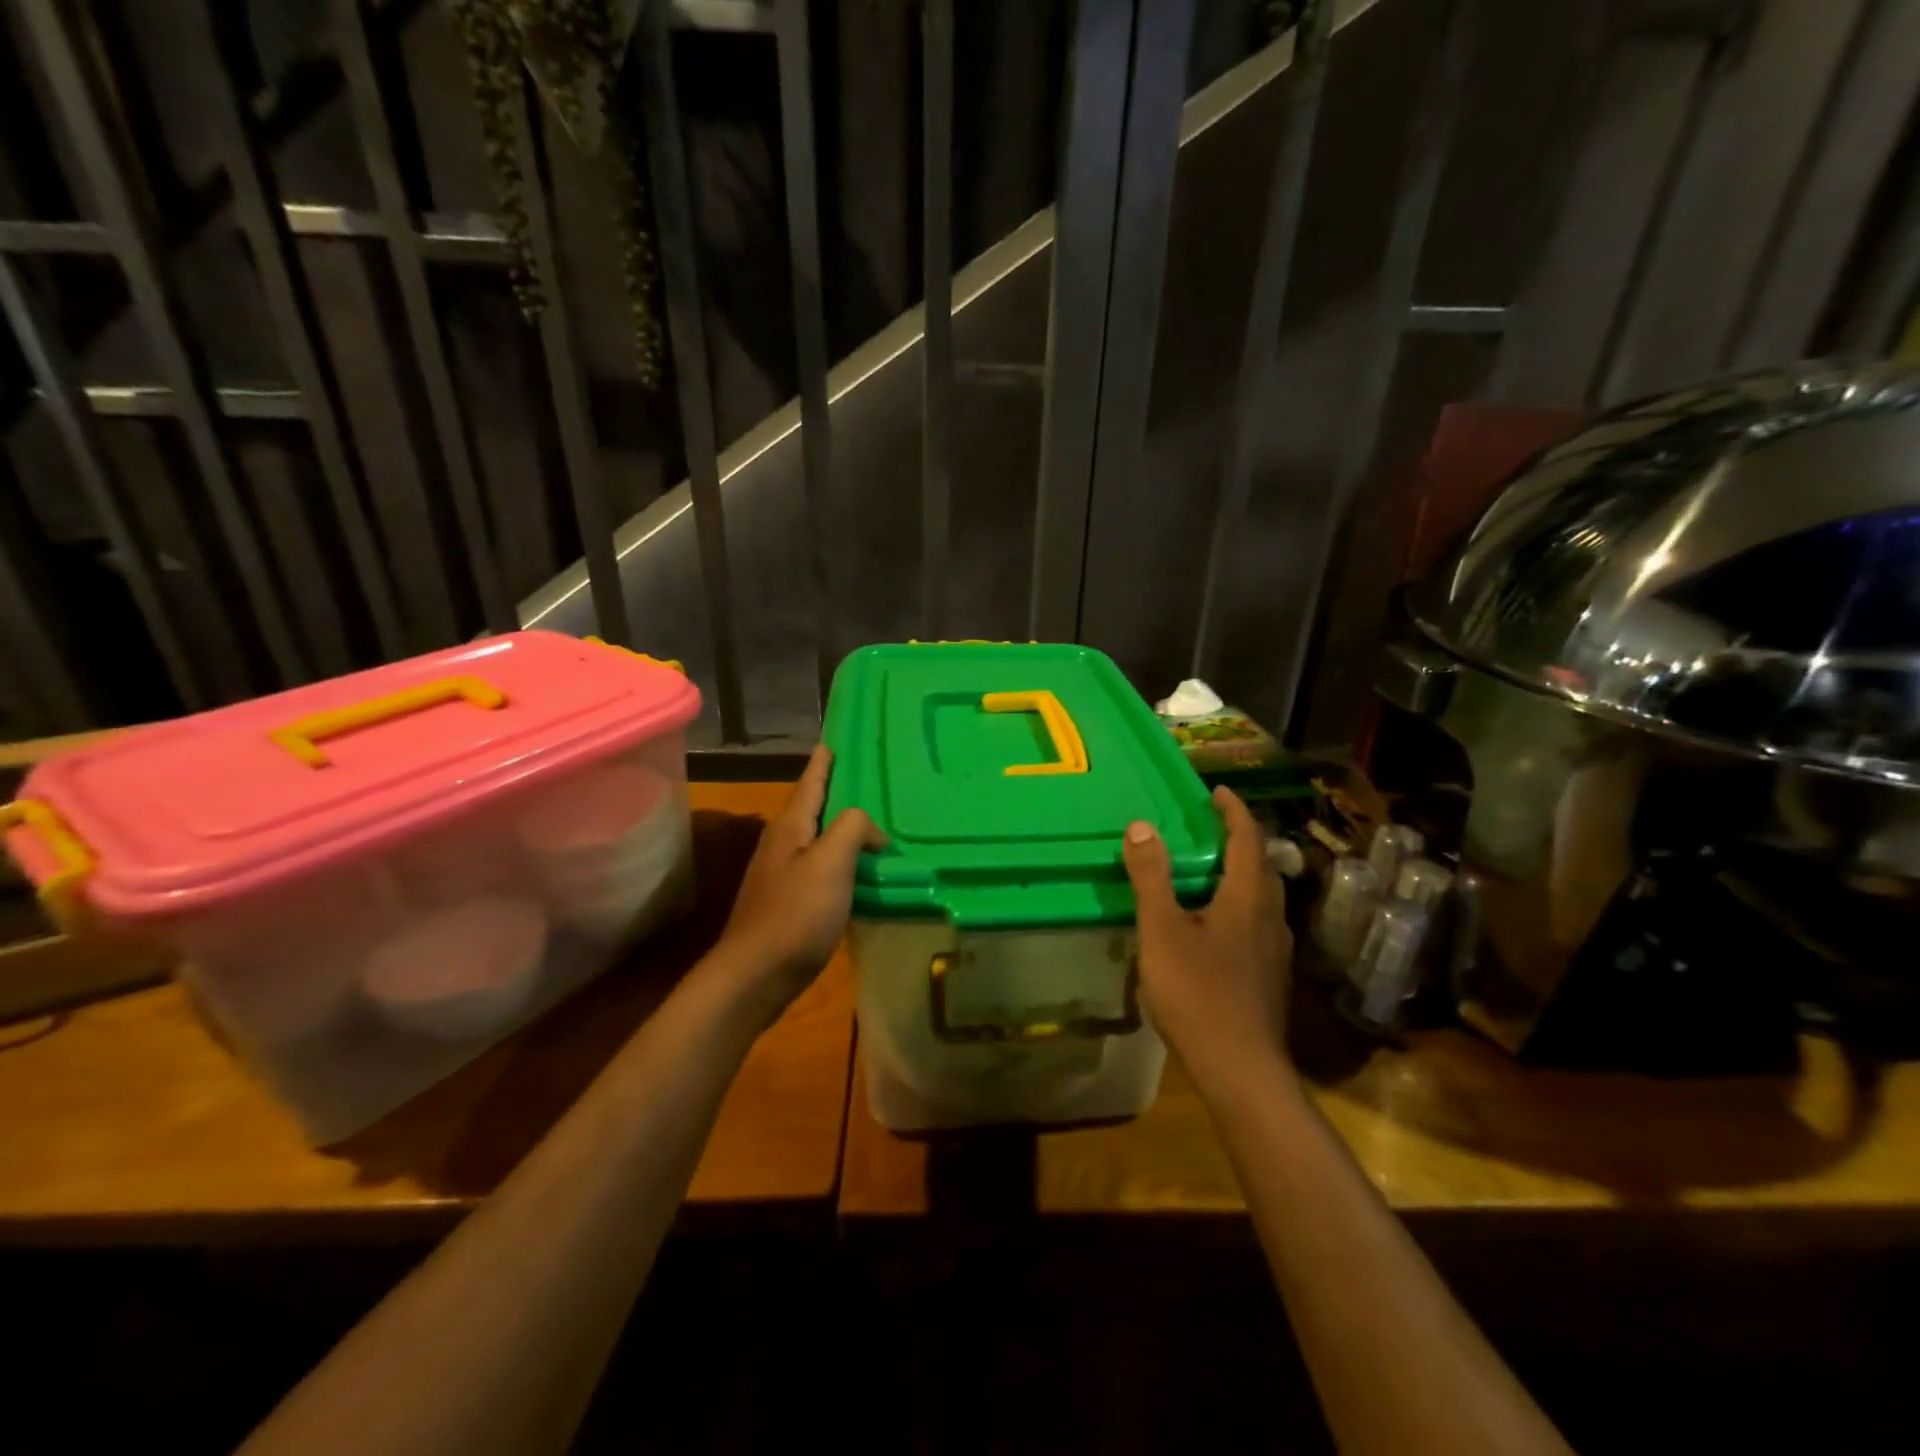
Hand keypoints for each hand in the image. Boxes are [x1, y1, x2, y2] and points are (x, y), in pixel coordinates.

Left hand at [713, 745, 882, 1015]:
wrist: (756, 976)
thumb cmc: (795, 914)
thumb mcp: (830, 861)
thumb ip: (853, 828)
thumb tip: (872, 831)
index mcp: (791, 828)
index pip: (811, 783)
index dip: (823, 763)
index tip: (831, 741)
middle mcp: (783, 845)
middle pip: (813, 810)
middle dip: (836, 794)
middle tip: (868, 783)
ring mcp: (783, 876)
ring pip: (818, 841)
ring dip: (842, 832)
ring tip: (873, 828)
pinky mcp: (790, 905)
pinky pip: (822, 871)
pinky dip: (843, 864)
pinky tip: (860, 874)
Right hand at [1122, 786, 1293, 1089]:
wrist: (1241, 1071)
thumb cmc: (1198, 993)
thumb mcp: (1162, 930)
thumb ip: (1152, 877)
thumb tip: (1141, 826)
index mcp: (1248, 898)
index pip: (1248, 840)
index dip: (1234, 811)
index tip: (1216, 792)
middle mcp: (1271, 918)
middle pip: (1261, 867)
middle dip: (1238, 840)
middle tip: (1208, 827)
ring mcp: (1274, 951)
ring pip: (1261, 898)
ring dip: (1238, 874)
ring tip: (1206, 870)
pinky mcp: (1269, 977)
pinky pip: (1256, 923)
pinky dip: (1236, 905)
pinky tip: (1210, 925)